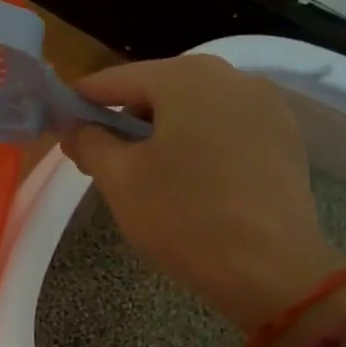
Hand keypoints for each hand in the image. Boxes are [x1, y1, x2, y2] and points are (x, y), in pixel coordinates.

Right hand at [60, 56, 338, 327]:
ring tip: (147, 174)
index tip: (60, 127)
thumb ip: (89, 142)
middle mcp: (231, 76)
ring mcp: (265, 105)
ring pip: (194, 108)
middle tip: (102, 159)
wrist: (272, 269)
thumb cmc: (184, 217)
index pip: (115, 79)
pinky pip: (226, 128)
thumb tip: (74, 126)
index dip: (82, 102)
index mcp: (186, 77)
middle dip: (125, 119)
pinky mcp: (285, 137)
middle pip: (158, 88)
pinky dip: (199, 144)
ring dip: (163, 132)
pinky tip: (191, 181)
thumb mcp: (120, 180)